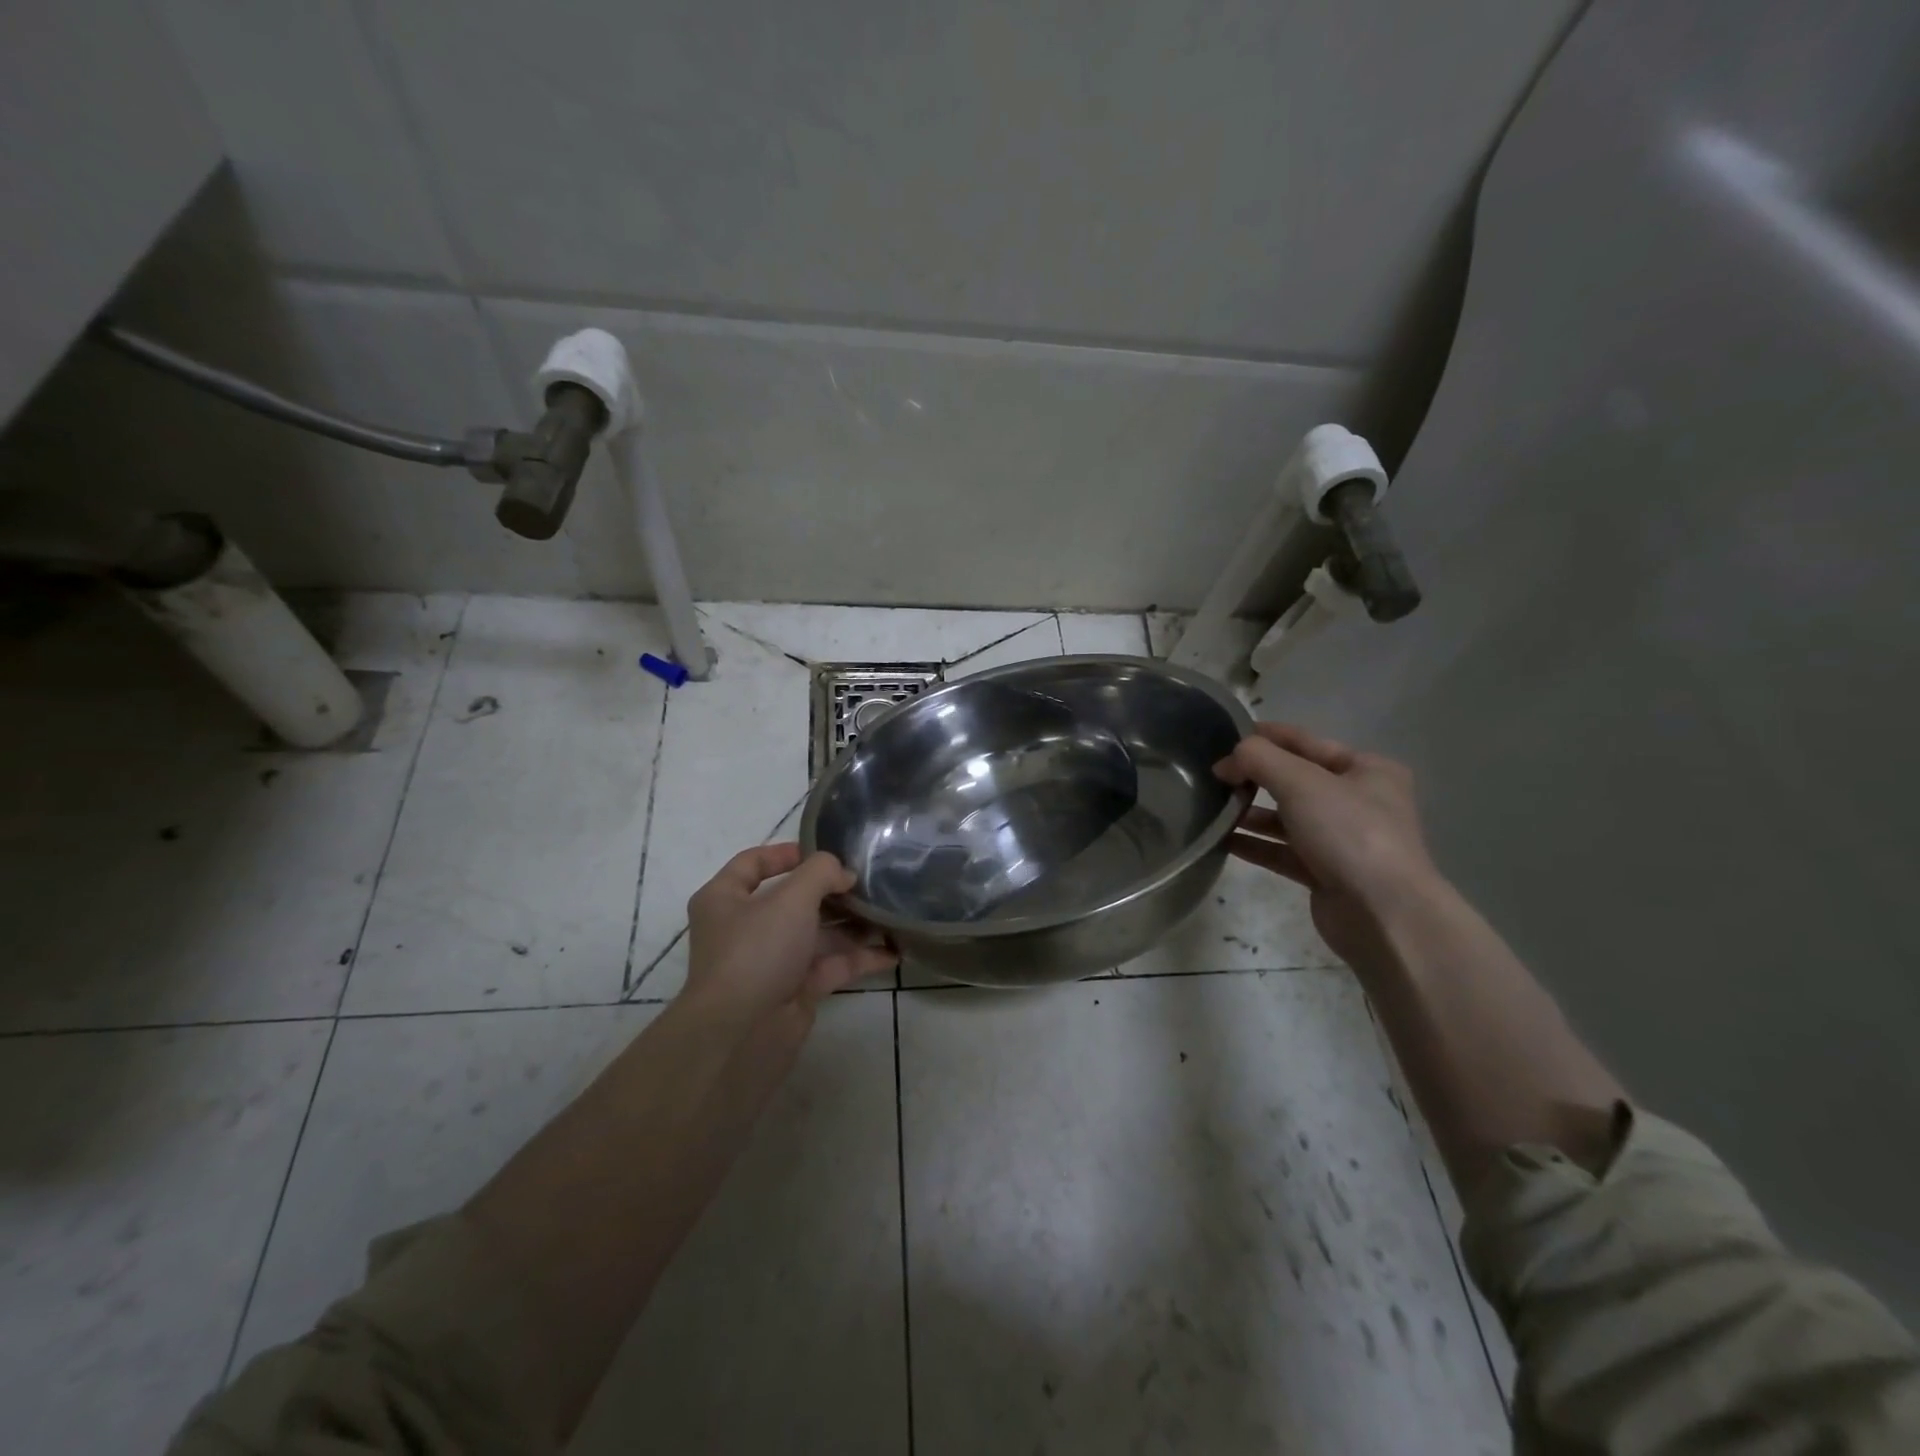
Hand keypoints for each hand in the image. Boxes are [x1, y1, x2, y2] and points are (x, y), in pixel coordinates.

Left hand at [680, 843, 896, 1042]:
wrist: (742, 1034)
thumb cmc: (757, 951)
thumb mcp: (791, 898)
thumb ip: (821, 873)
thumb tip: (843, 873)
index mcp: (725, 898)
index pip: (753, 863)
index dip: (788, 853)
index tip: (826, 851)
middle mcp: (745, 927)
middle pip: (793, 899)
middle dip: (832, 891)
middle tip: (868, 882)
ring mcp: (770, 961)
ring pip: (816, 934)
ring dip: (851, 924)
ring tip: (888, 912)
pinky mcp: (794, 990)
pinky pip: (830, 965)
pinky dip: (858, 958)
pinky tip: (892, 951)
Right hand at [1213, 723, 1439, 963]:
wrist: (1383, 914)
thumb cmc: (1349, 833)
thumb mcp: (1301, 782)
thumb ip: (1258, 759)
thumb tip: (1226, 762)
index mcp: (1367, 770)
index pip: (1307, 742)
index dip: (1266, 737)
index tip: (1224, 738)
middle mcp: (1359, 801)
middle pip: (1295, 780)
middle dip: (1255, 777)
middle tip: (1214, 777)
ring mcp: (1343, 840)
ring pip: (1287, 818)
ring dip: (1251, 812)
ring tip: (1214, 809)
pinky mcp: (1326, 874)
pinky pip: (1283, 851)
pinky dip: (1255, 844)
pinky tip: (1222, 840)